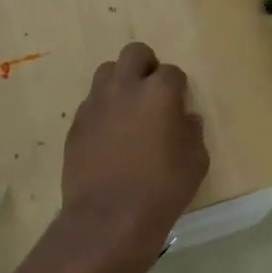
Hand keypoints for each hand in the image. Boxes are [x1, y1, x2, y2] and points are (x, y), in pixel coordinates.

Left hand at [61, 42, 208, 257]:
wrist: (109, 218)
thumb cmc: (162, 189)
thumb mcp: (196, 162)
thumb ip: (192, 132)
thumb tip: (184, 119)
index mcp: (159, 92)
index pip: (172, 72)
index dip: (178, 88)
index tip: (179, 106)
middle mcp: (125, 88)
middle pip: (135, 54)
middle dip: (147, 66)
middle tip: (153, 93)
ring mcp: (96, 104)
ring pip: (107, 72)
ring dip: (121, 82)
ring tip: (129, 110)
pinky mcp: (76, 124)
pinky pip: (92, 103)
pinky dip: (104, 109)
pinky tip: (110, 136)